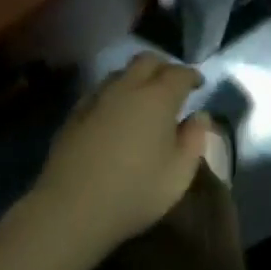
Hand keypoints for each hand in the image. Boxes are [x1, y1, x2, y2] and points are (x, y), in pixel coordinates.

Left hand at [27, 53, 211, 257]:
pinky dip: (115, 93)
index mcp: (157, 98)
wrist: (71, 208)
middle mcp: (127, 88)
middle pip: (147, 61)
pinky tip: (115, 113)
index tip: (199, 84)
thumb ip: (194, 139)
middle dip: (164, 67)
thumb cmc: (135, 191)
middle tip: (173, 84)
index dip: (192, 75)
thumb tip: (199, 116)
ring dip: (137, 77)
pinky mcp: (75, 114)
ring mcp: (97, 98)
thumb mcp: (179, 173)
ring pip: (120, 73)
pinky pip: (100, 91)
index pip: (179, 73)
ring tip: (144, 97)